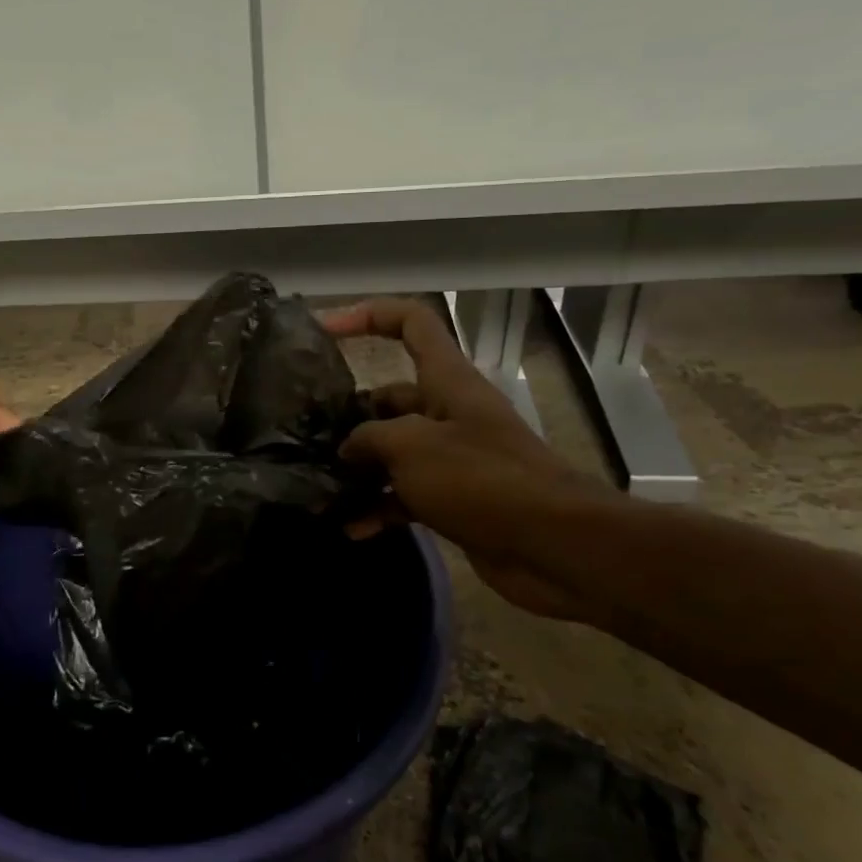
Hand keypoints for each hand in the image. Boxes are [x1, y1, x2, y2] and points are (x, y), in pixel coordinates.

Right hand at [320, 298, 611, 619]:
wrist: (554, 545)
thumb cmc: (482, 479)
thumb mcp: (411, 447)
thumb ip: (368, 439)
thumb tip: (347, 449)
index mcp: (447, 381)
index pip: (411, 323)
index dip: (368, 315)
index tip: (325, 330)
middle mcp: (449, 412)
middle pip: (391, 397)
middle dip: (350, 414)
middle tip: (308, 434)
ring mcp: (453, 458)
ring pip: (394, 451)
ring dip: (360, 468)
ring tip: (319, 483)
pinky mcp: (454, 499)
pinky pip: (405, 496)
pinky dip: (379, 508)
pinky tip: (350, 527)